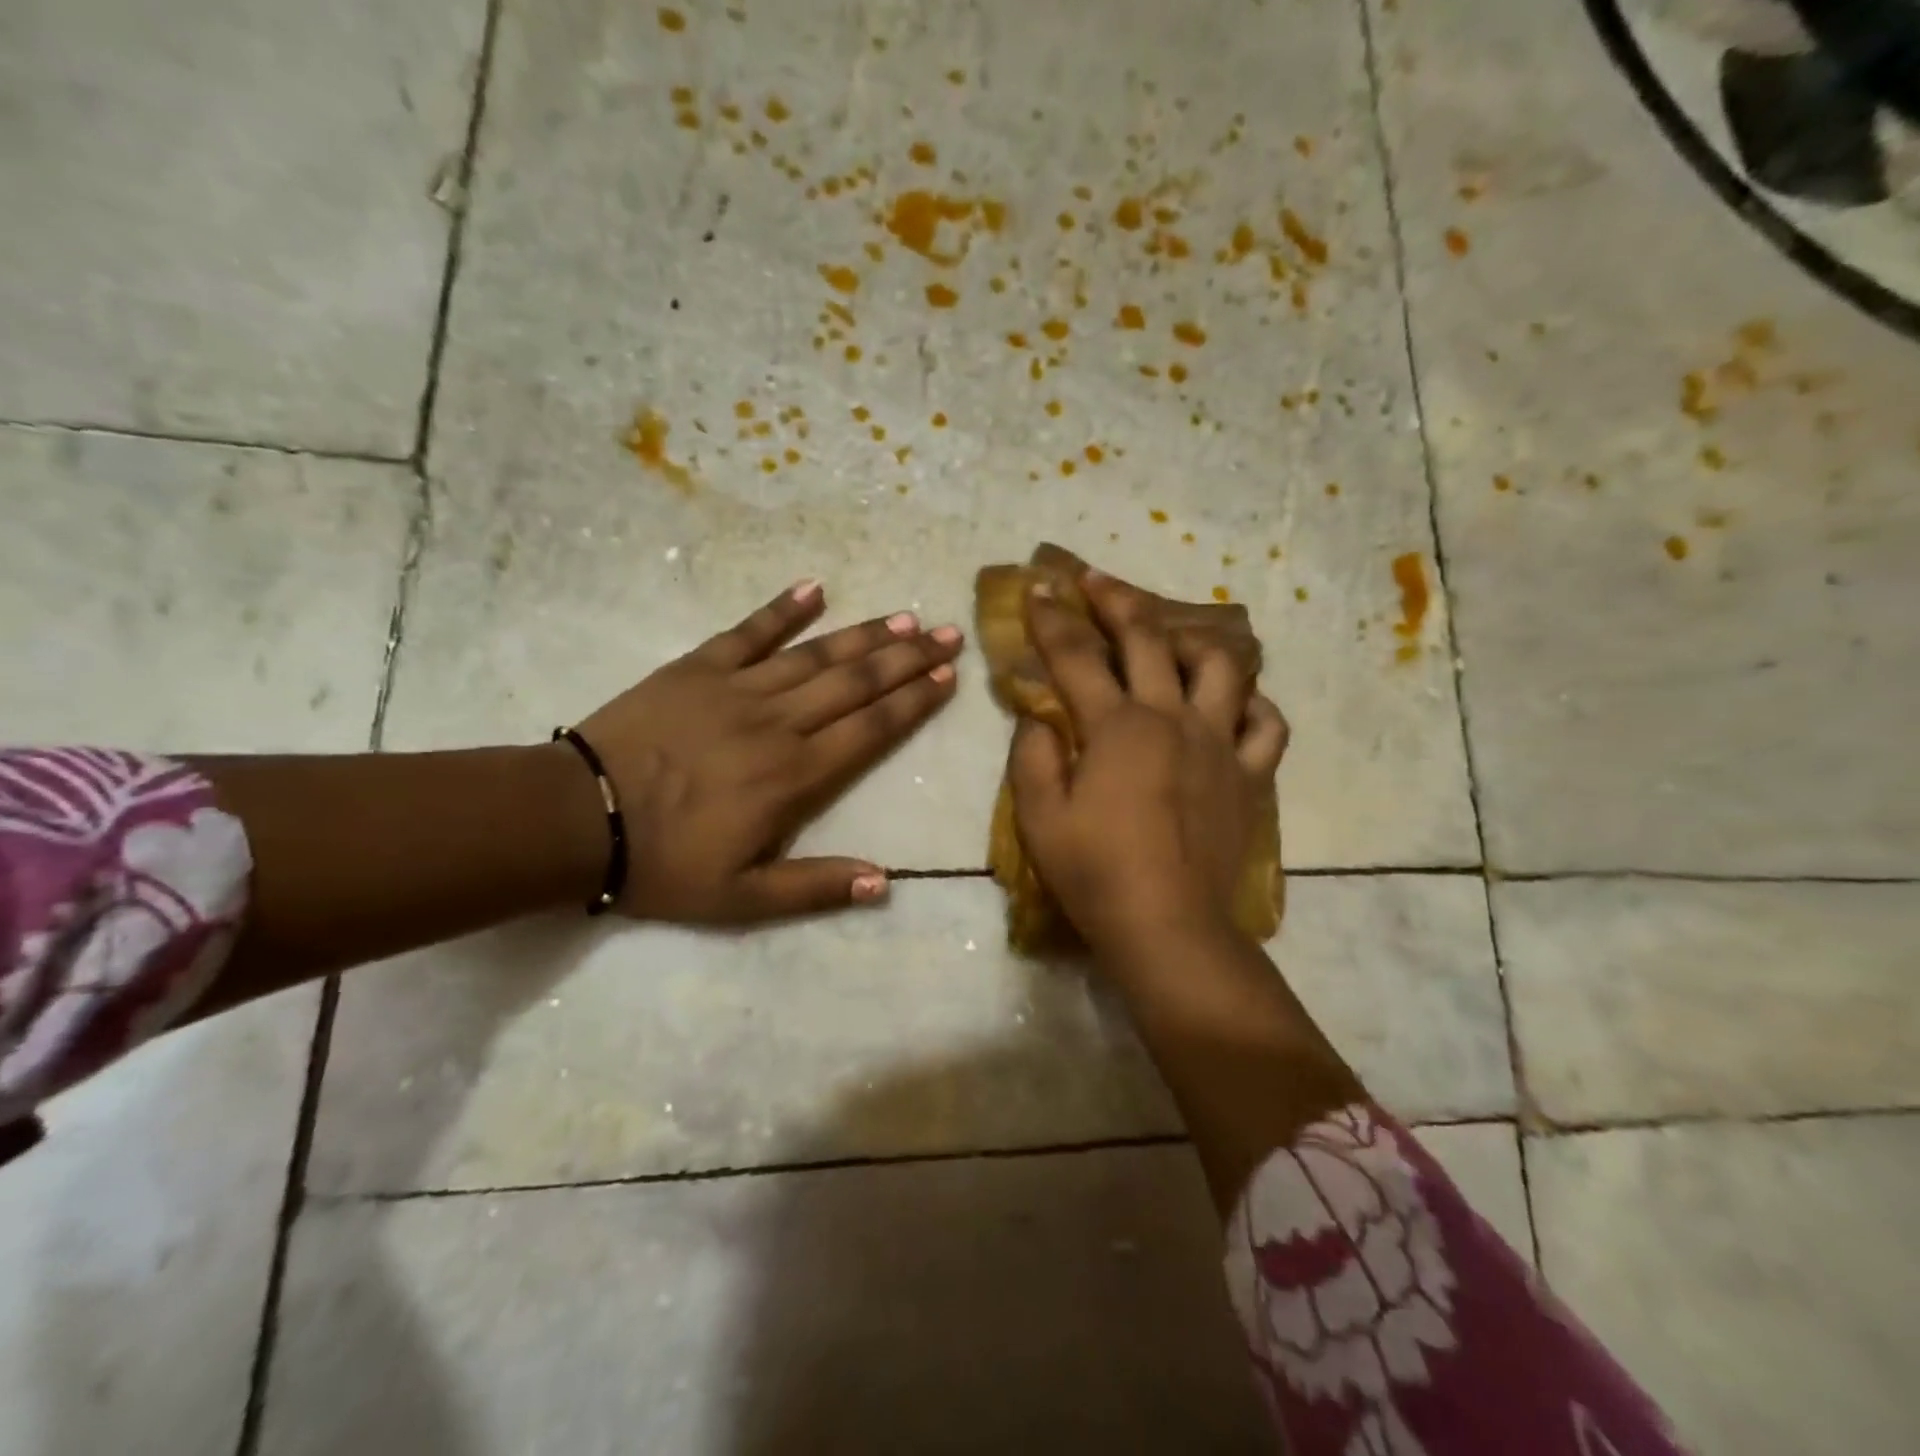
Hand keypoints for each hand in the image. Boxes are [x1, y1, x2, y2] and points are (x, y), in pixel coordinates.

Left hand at [573, 578, 961, 923]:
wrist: (578, 819)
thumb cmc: (664, 863)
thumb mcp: (742, 899)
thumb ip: (815, 888)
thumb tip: (884, 882)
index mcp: (795, 776)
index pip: (871, 729)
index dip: (913, 702)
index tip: (947, 676)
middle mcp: (779, 723)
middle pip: (856, 683)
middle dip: (908, 658)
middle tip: (948, 633)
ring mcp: (738, 688)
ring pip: (816, 655)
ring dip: (864, 634)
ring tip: (905, 617)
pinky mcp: (698, 668)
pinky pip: (748, 631)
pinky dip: (782, 609)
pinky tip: (814, 588)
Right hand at [1008, 572, 1286, 952]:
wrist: (1167, 925)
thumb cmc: (1094, 872)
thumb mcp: (1039, 816)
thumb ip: (1032, 756)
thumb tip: (1039, 718)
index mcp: (1116, 727)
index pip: (1077, 656)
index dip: (1053, 618)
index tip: (1039, 587)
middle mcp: (1171, 719)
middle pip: (1148, 641)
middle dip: (1118, 602)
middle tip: (1097, 581)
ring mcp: (1217, 744)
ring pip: (1222, 667)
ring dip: (1193, 641)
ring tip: (1174, 640)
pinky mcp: (1248, 776)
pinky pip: (1266, 725)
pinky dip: (1253, 704)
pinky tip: (1235, 703)